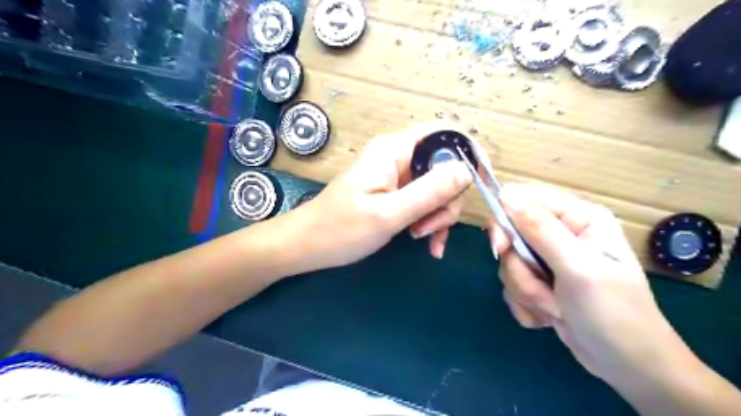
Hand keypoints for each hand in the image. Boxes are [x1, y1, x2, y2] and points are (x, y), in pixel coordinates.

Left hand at [293, 122, 467, 267]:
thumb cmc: (340, 230)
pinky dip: (430, 221)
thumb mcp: (388, 214)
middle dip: (447, 200)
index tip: (483, 183)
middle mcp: (398, 157)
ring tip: (421, 239)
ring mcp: (397, 176)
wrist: (307, 245)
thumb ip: (428, 191)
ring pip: (438, 188)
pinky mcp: (394, 193)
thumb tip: (466, 170)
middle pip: (445, 167)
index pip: (444, 134)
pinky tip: (428, 244)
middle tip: (429, 229)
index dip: (469, 153)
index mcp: (394, 150)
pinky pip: (424, 202)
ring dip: (438, 216)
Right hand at [490, 186, 688, 387]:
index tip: (501, 248)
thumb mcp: (578, 268)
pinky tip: (551, 317)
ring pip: (509, 265)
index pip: (522, 199)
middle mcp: (561, 234)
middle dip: (520, 269)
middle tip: (539, 288)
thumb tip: (506, 195)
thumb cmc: (613, 313)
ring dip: (526, 291)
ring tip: (556, 309)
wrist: (628, 366)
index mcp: (577, 218)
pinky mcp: (540, 282)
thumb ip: (541, 230)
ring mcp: (548, 260)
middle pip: (510, 235)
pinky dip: (526, 304)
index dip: (505, 221)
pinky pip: (512, 285)